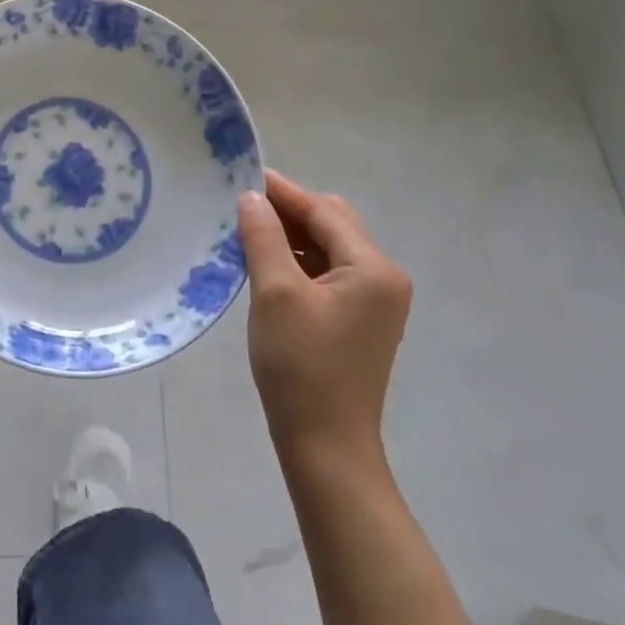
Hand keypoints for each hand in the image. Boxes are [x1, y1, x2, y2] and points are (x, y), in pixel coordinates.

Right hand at [237, 170, 412, 474]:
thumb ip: (264, 236)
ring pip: (328, 249)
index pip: (324, 211)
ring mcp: (374, 302)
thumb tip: (251, 197)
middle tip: (242, 206)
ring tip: (247, 232)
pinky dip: (297, 262)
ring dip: (290, 237)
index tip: (241, 176)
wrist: (326, 448)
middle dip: (287, 212)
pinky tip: (265, 264)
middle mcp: (383, 279)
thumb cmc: (301, 366)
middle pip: (331, 225)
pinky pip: (327, 274)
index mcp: (373, 268)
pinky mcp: (358, 321)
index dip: (282, 192)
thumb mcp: (275, 293)